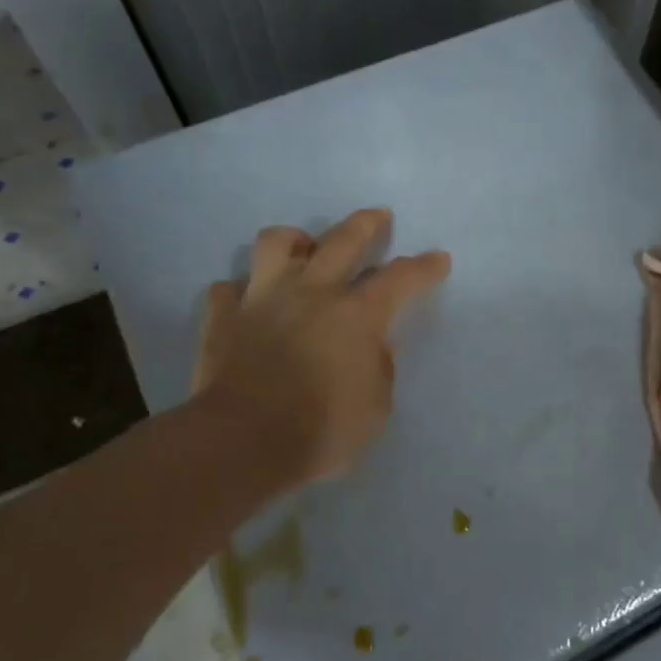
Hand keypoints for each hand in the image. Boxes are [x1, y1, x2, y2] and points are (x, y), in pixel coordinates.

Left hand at [191, 209, 450, 485]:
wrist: (242, 444)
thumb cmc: (320, 431)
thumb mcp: (375, 408)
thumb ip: (379, 369)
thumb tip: (371, 348)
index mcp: (356, 314)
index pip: (400, 278)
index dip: (423, 267)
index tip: (438, 259)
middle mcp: (311, 292)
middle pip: (343, 239)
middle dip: (367, 224)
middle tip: (379, 217)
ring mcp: (262, 298)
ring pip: (276, 243)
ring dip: (296, 240)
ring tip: (304, 249)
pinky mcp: (222, 316)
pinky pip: (229, 288)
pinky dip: (242, 291)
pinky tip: (249, 302)